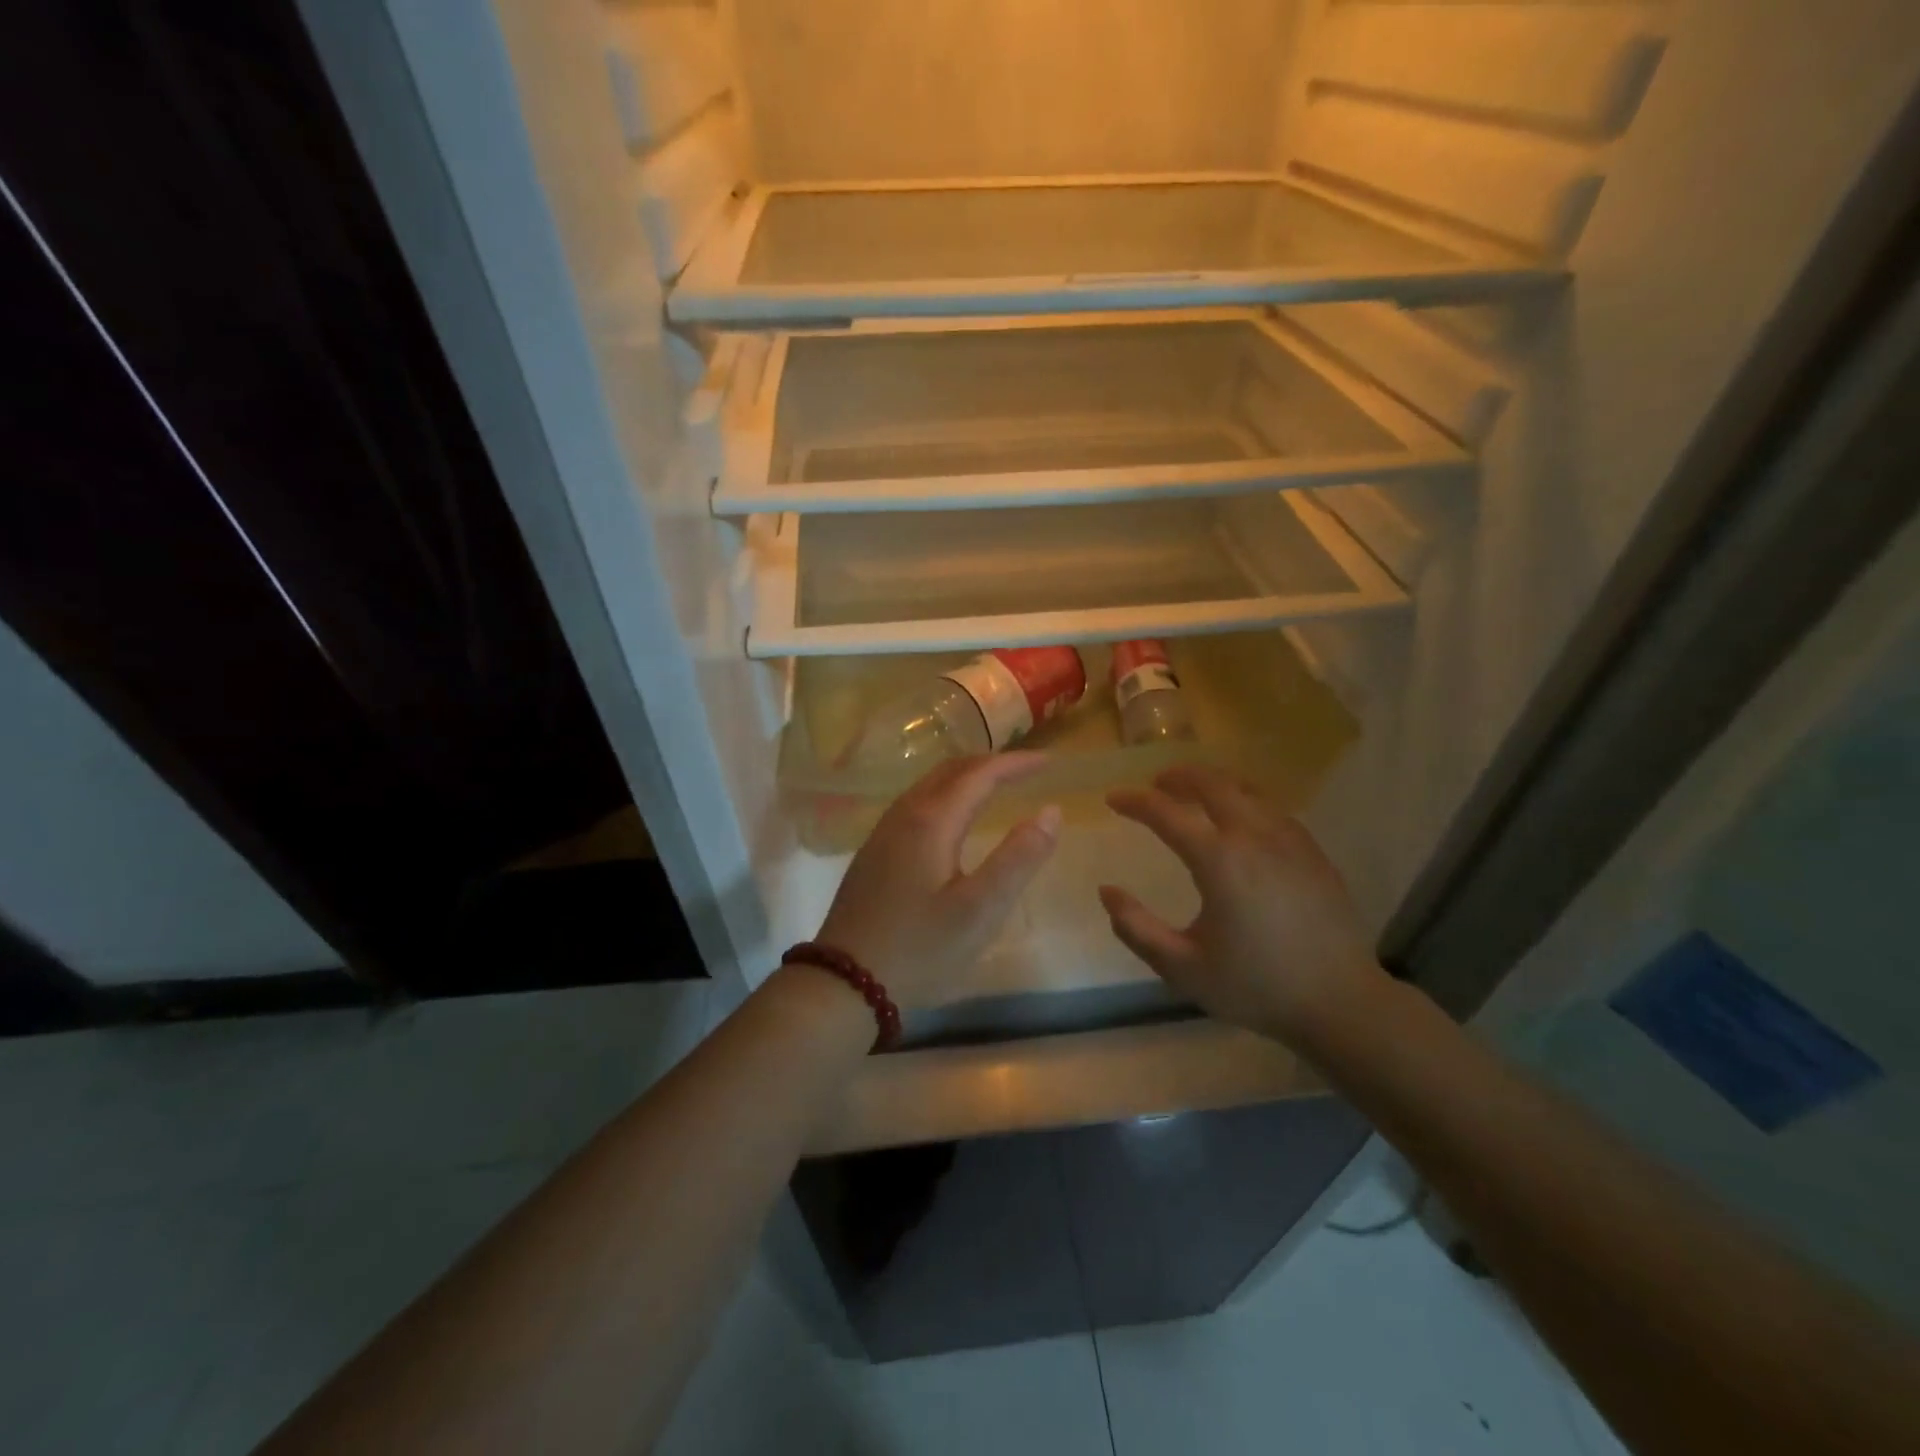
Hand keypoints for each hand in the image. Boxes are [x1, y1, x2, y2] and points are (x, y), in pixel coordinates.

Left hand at [816, 753, 1059, 1008]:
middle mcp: (903, 815)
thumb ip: (1019, 858)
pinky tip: (952, 820)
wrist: (845, 983)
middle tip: (1025, 770)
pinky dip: (945, 796)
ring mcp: (883, 834)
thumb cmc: (920, 948)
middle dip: (990, 764)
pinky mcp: (874, 854)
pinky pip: (916, 805)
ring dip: (965, 778)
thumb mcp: (981, 909)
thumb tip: (1051, 812)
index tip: (1049, 762)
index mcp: (931, 821)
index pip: (980, 775)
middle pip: (950, 771)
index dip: (1016, 764)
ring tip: (994, 787)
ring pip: (928, 787)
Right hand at [1100, 766, 1389, 1048]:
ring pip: (1246, 790)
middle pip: (1212, 783)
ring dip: (1212, 784)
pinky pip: (1271, 808)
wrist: (1340, 1003)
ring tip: (1193, 794)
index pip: (1166, 813)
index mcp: (1219, 861)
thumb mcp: (1182, 968)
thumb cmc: (1255, 986)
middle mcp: (1254, 837)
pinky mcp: (1313, 852)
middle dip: (1177, 777)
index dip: (1135, 802)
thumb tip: (1107, 891)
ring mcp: (1290, 840)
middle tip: (1155, 784)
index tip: (1113, 799)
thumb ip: (1136, 928)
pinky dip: (1244, 801)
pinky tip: (1239, 820)